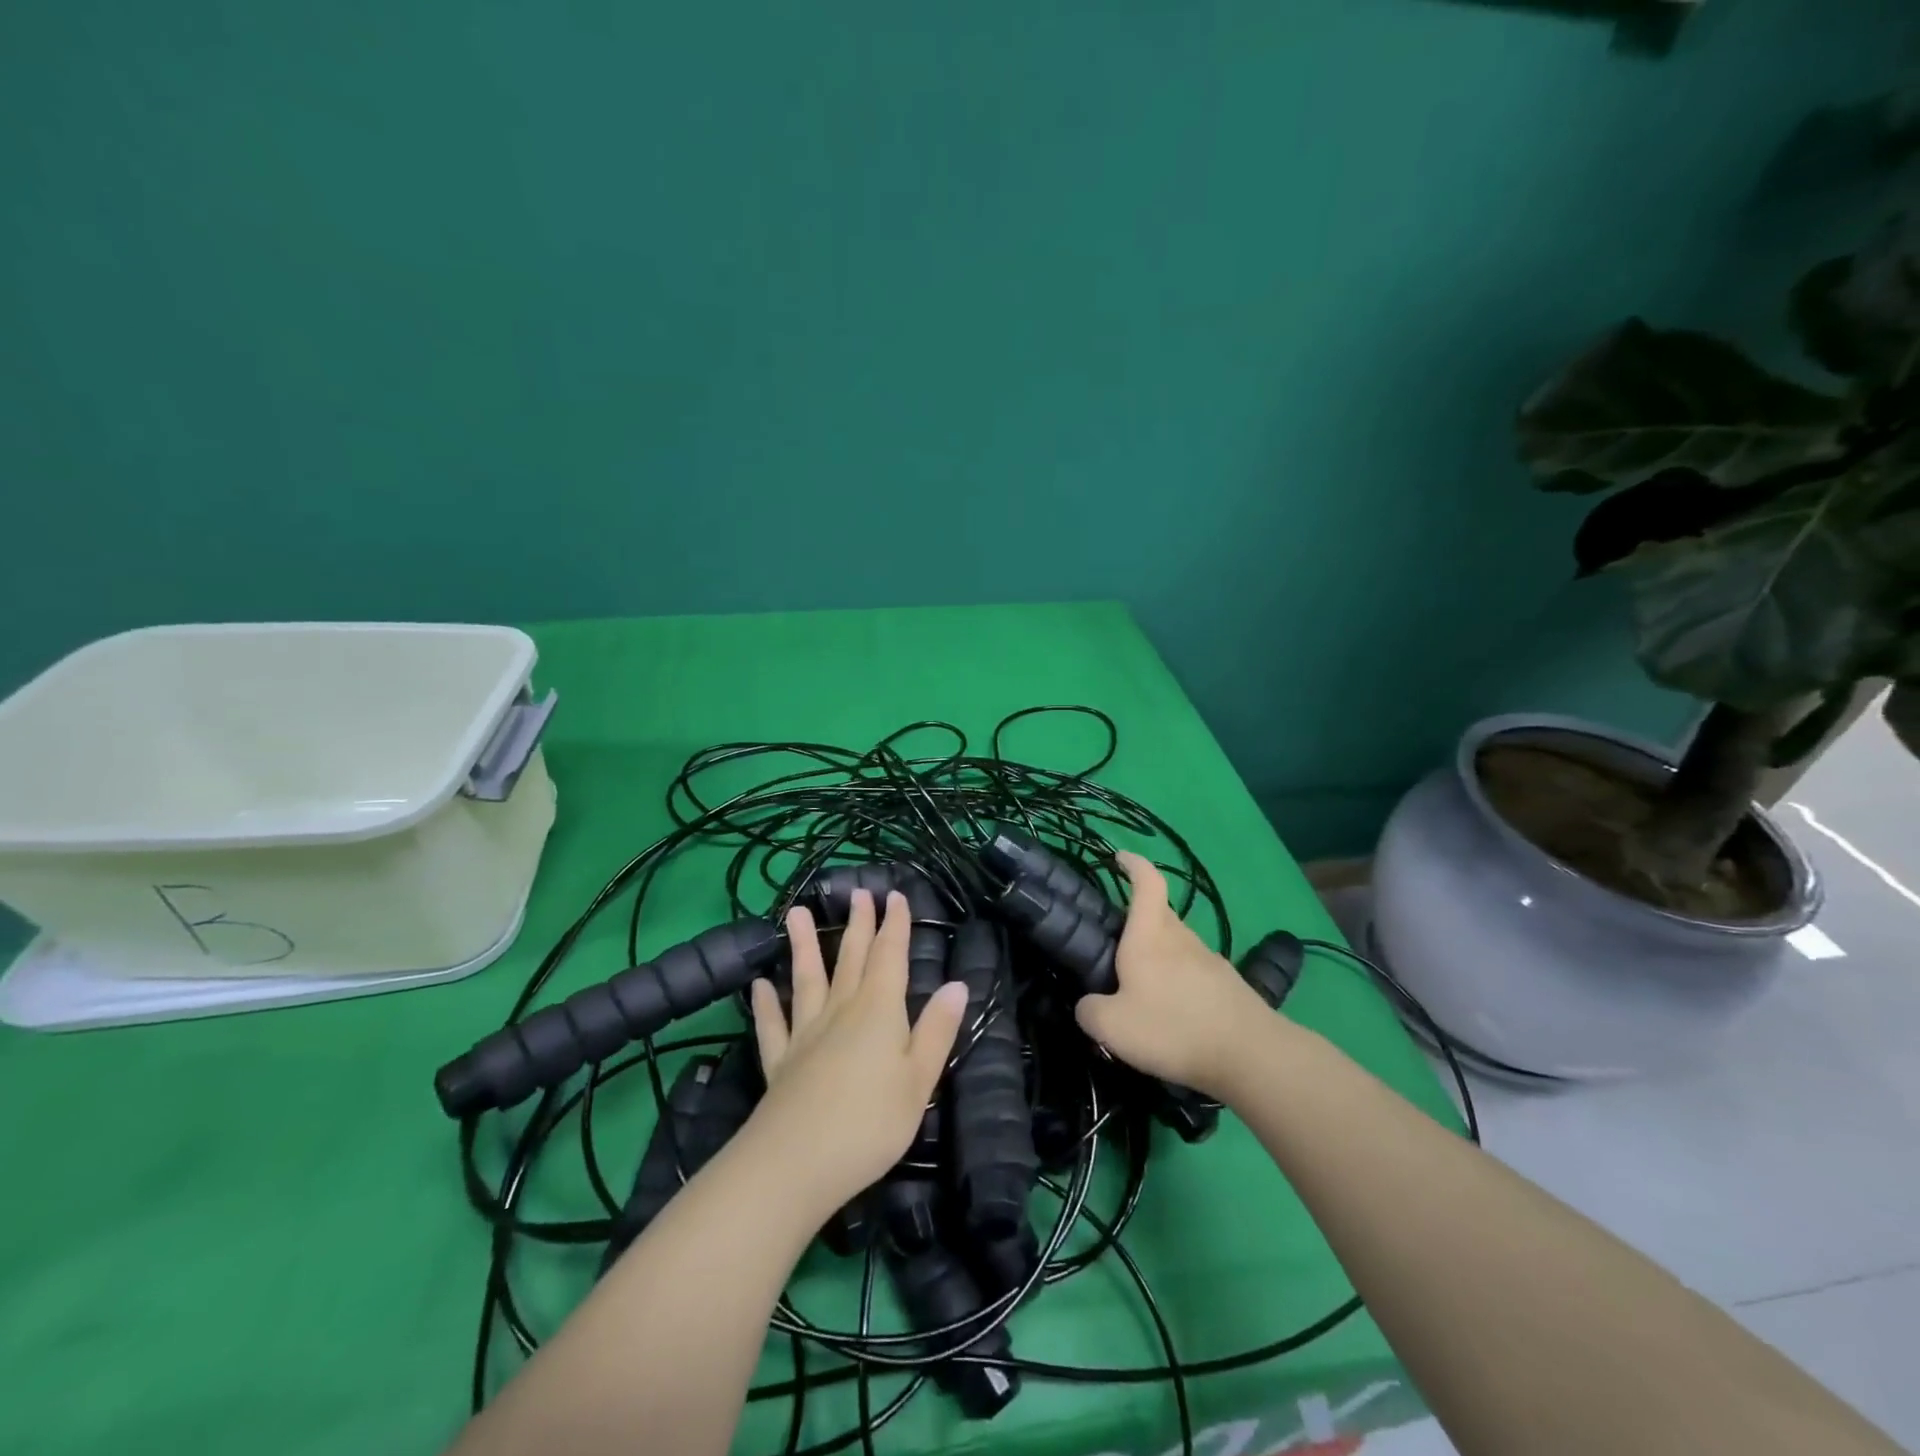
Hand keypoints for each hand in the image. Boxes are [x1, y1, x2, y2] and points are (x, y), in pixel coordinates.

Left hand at [746, 890, 968, 1215]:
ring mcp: (805, 1035)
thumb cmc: (870, 1123)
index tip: (893, 895)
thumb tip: (957, 984)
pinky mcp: (780, 1062)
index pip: (889, 957)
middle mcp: (840, 1011)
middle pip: (850, 959)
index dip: (894, 925)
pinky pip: (773, 1025)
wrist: (796, 1164)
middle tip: (858, 893)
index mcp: (878, 1011)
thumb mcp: (919, 1080)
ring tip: (796, 913)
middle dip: (858, 925)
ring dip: (803, 946)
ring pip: (807, 980)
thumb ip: (937, 1030)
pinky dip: (766, 1004)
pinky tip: (760, 985)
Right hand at [1074, 852, 1276, 1100]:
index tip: (1120, 858)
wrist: (1251, 1056)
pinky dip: (1179, 985)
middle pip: (1158, 916)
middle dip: (1137, 924)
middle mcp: (1181, 938)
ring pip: (1176, 947)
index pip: (1147, 882)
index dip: (1134, 864)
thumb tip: (1088, 1005)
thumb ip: (1089, 1011)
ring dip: (1158, 959)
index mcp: (1150, 935)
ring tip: (1141, 993)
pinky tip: (1173, 1016)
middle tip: (1114, 951)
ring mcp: (1209, 960)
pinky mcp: (1228, 986)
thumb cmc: (1173, 1028)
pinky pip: (1194, 974)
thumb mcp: (1112, 1026)